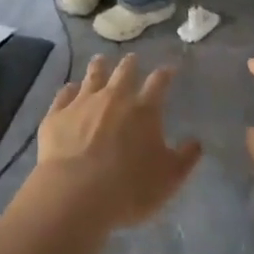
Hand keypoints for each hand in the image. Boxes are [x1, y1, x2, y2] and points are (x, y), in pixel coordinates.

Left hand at [32, 56, 201, 229]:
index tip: (169, 69)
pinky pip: (64, 94)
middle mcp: (114, 97)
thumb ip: (185, 158)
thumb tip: (196, 142)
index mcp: (144, 110)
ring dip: (99, 66)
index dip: (165, 74)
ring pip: (92, 75)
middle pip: (124, 71)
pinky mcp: (57, 115)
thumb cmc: (129, 188)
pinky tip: (69, 89)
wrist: (75, 194)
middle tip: (132, 59)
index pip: (158, 82)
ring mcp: (82, 103)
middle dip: (130, 64)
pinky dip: (69, 90)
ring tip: (100, 60)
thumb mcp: (169, 179)